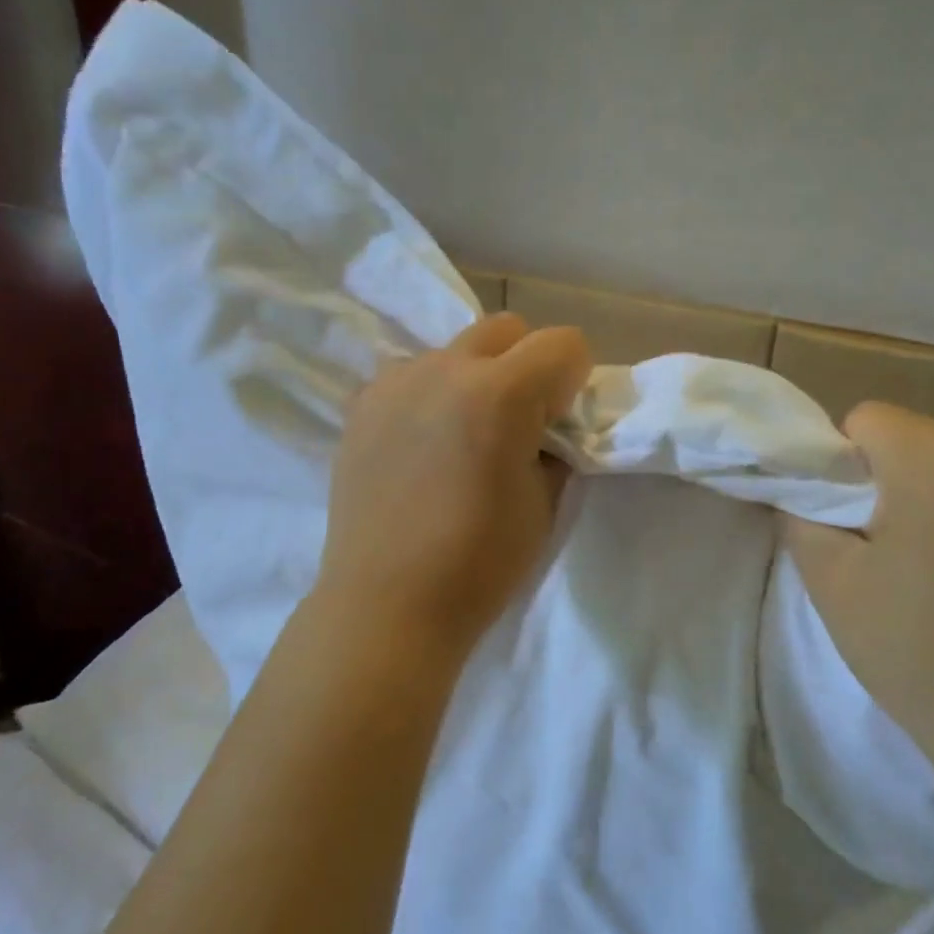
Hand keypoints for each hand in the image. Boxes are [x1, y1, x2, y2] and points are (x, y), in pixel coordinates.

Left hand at [317, 314, 592, 657]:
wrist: (387, 604)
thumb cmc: (478, 564)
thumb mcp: (544, 504)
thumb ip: (553, 448)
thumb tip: (542, 429)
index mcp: (500, 393)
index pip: (563, 343)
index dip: (572, 382)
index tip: (558, 425)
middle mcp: (444, 369)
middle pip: (506, 329)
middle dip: (526, 364)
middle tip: (518, 423)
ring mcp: (395, 382)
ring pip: (453, 350)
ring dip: (474, 377)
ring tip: (461, 437)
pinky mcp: (360, 405)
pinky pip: (410, 377)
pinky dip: (430, 396)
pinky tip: (420, 446)